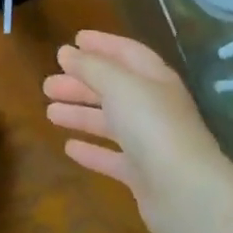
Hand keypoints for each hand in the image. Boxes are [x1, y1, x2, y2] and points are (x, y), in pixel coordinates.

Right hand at [44, 30, 232, 232]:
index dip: (102, 44)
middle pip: (113, 89)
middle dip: (81, 84)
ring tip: (49, 113)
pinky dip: (91, 150)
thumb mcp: (119, 85)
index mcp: (155, 80)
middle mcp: (154, 108)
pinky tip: (69, 147)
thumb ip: (91, 67)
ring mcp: (150, 143)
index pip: (128, 53)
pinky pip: (112, 157)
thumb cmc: (152, 126)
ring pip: (109, 122)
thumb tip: (66, 52)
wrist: (185, 193)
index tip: (74, 40)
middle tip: (48, 85)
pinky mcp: (142, 175)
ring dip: (80, 115)